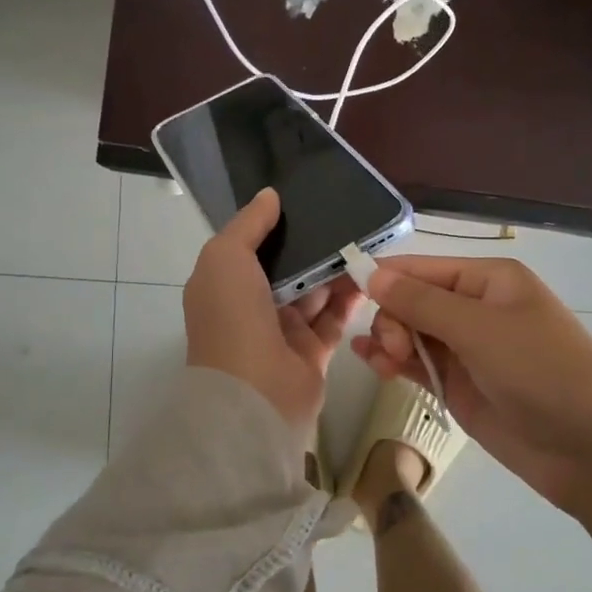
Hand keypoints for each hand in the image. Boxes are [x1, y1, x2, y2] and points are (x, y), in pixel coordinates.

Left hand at [184, 189, 362, 431]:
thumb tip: (269, 195)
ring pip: (312, 292)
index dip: (271, 225)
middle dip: (310, 246)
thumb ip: (248, 225)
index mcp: (222, 285)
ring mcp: (281, 331)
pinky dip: (349, 298)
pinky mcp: (311, 352)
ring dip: (334, 269)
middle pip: (285, 268)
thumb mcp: (226, 258)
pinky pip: (333, 318)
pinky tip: (369, 275)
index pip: (248, 247)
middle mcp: (249, 306)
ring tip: (362, 240)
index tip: (302, 199)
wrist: (254, 395)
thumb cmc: (232, 319)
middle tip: (343, 217)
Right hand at [351, 255, 591, 510]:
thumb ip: (421, 302)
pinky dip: (394, 363)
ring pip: (410, 333)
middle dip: (393, 318)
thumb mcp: (480, 329)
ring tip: (384, 363)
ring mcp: (467, 349)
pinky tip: (374, 365)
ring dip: (389, 341)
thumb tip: (372, 274)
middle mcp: (475, 308)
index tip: (347, 290)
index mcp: (488, 280)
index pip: (422, 267)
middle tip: (394, 348)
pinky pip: (418, 365)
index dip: (385, 277)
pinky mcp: (459, 386)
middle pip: (412, 300)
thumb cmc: (542, 370)